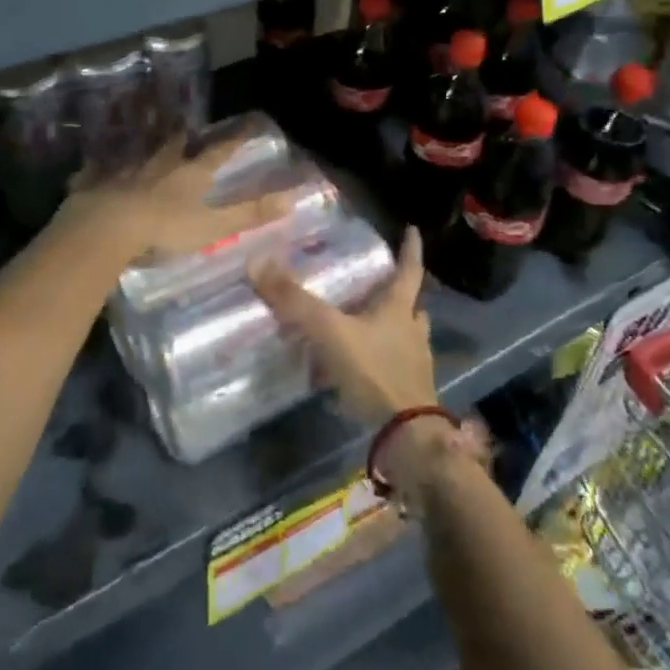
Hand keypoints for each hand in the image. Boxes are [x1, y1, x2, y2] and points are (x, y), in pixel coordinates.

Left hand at [49, 133, 289, 265]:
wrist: (105, 226)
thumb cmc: (164, 228)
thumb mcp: (213, 226)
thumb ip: (249, 213)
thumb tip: (292, 197)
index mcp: (190, 173)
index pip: (220, 152)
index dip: (236, 139)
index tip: (250, 124)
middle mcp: (160, 162)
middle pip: (176, 143)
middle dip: (184, 136)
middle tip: (187, 130)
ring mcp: (126, 167)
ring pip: (139, 149)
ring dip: (145, 143)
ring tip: (147, 138)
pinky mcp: (96, 178)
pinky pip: (100, 168)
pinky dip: (101, 165)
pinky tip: (95, 164)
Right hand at [249, 227, 437, 427]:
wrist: (406, 438)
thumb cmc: (374, 373)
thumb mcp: (330, 331)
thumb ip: (295, 301)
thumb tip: (257, 262)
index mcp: (399, 310)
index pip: (409, 271)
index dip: (410, 250)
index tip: (412, 231)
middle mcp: (411, 333)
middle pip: (410, 306)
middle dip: (397, 295)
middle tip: (379, 284)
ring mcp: (412, 365)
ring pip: (403, 337)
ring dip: (389, 329)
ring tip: (364, 325)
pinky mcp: (405, 394)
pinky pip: (390, 368)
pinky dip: (375, 363)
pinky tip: (355, 369)